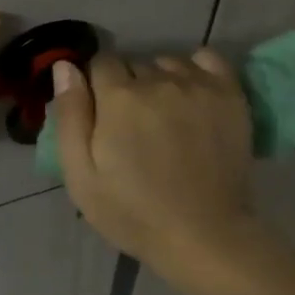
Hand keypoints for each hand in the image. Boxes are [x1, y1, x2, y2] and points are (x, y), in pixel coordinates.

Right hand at [49, 49, 255, 275]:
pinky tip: (192, 93)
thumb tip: (64, 66)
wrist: (204, 236)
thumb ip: (70, 115)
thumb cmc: (133, 212)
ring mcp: (197, 85)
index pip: (100, 63)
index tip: (103, 115)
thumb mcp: (81, 175)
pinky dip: (195, 69)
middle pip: (134, 64)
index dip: (97, 86)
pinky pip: (207, 58)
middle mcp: (157, 79)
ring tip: (165, 115)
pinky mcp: (230, 94)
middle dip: (128, 86)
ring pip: (167, 62)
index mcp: (118, 97)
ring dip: (160, 80)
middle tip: (133, 125)